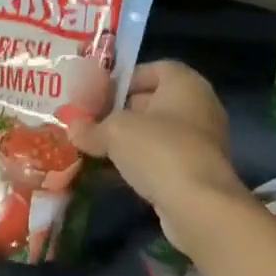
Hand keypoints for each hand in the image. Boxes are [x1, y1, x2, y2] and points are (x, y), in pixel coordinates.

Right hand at [65, 60, 245, 250]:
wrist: (199, 207)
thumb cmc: (159, 150)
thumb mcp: (115, 132)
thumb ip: (92, 127)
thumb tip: (72, 128)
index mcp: (185, 84)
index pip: (154, 69)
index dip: (125, 79)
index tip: (100, 94)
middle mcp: (200, 107)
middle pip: (154, 101)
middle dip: (122, 112)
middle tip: (92, 122)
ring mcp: (202, 142)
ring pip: (158, 133)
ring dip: (130, 141)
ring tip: (98, 148)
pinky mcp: (199, 172)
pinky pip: (164, 159)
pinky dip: (143, 163)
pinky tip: (116, 174)